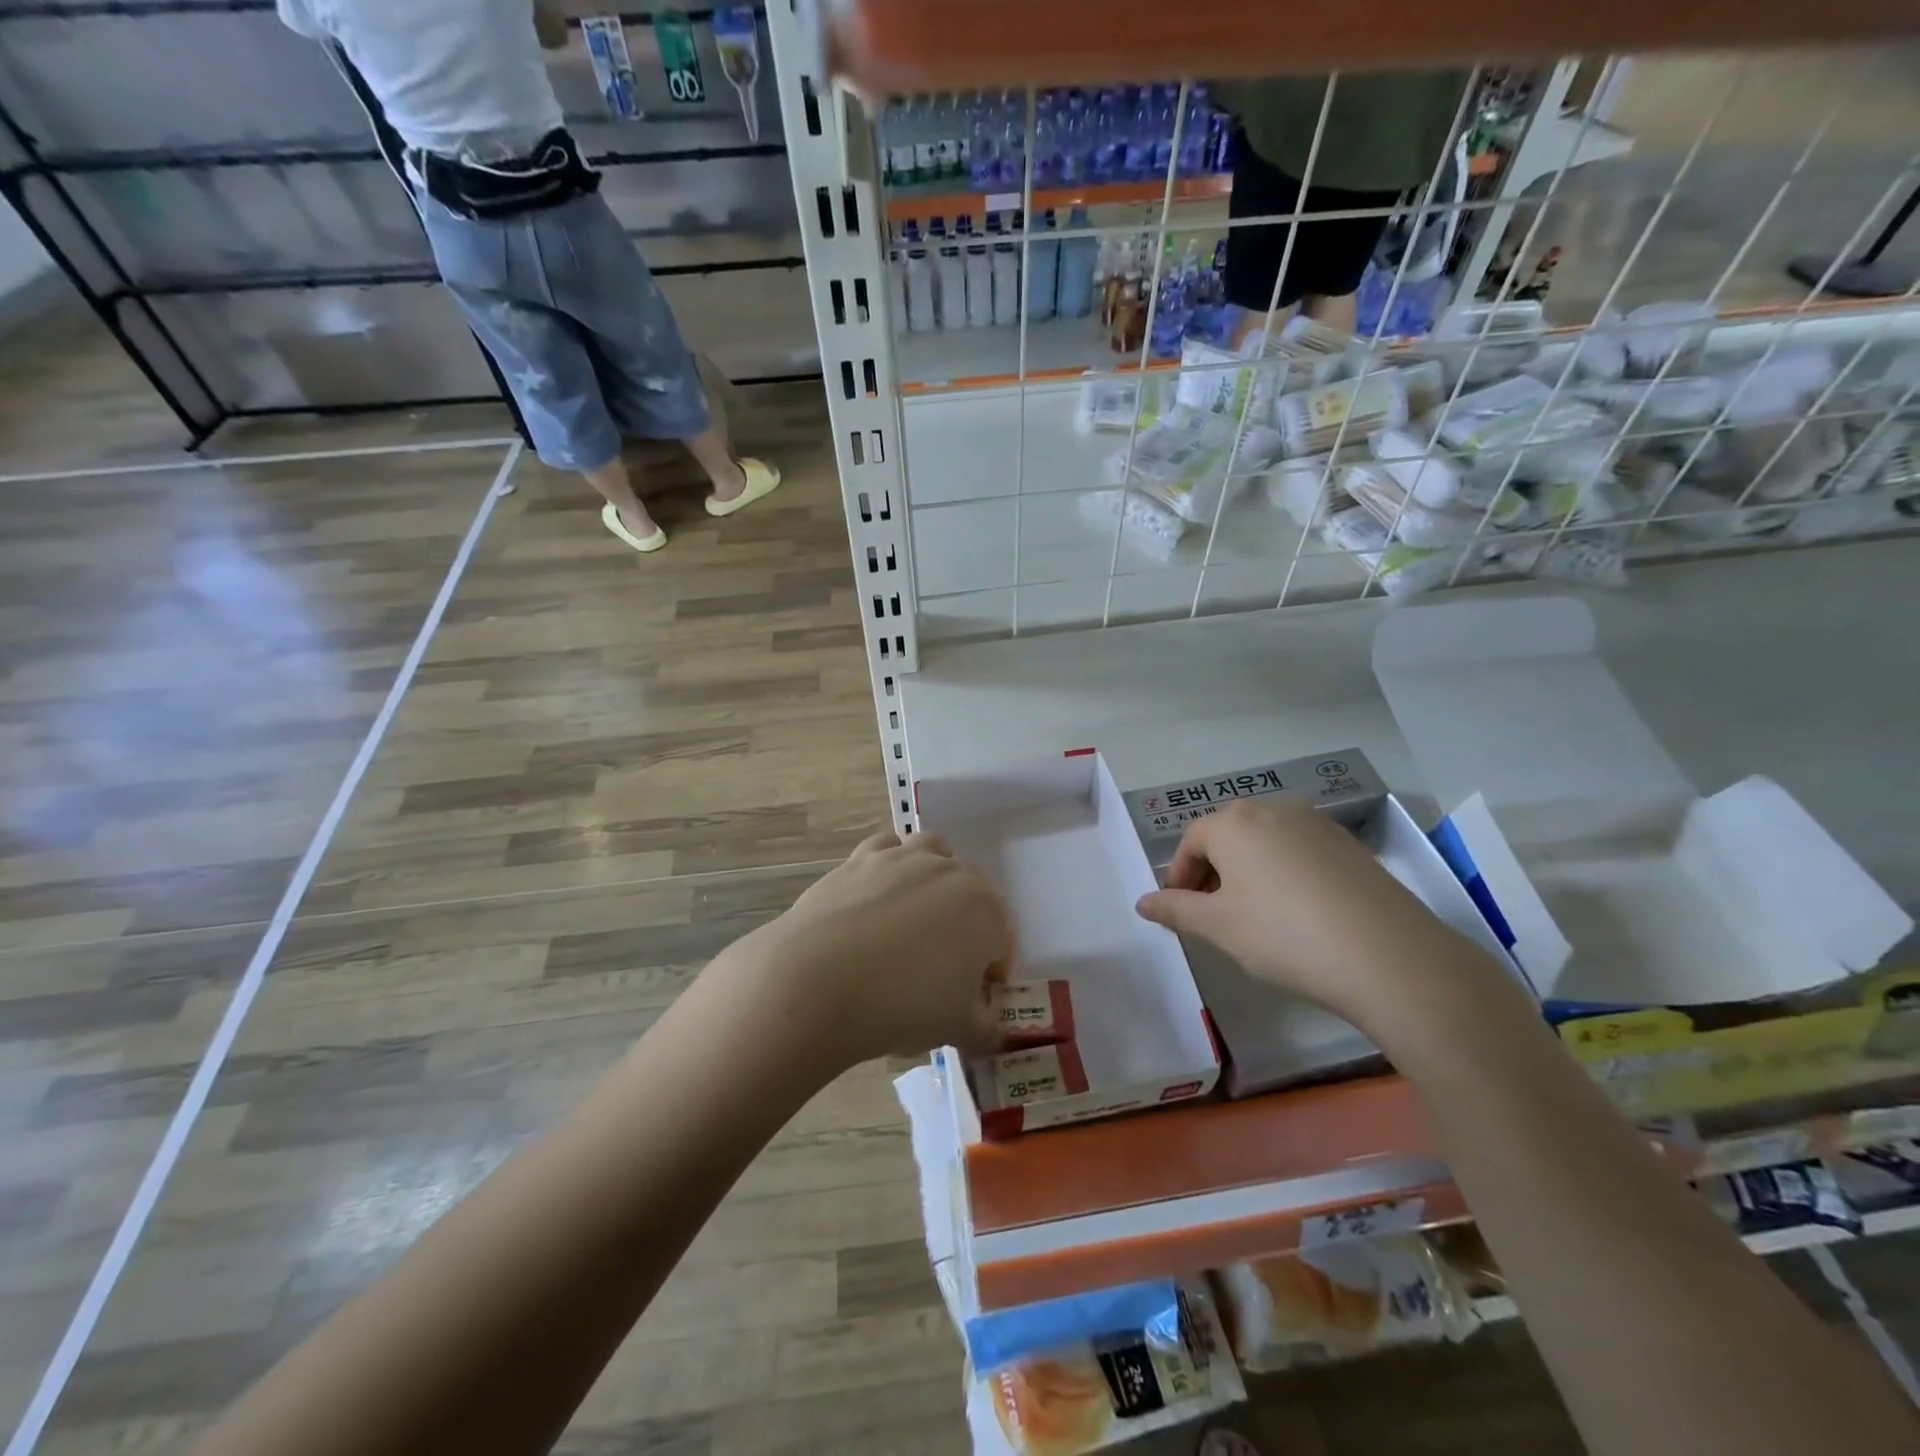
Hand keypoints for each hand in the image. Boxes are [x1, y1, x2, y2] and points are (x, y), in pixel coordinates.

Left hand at [726, 830, 1014, 1068]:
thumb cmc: (901, 1006)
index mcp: (986, 910)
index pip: (1001, 939)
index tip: (970, 1000)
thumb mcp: (958, 1029)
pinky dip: (891, 865)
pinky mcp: (863, 856)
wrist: (817, 981)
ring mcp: (905, 857)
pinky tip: (877, 896)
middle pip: (972, 894)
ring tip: (913, 921)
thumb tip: (988, 1022)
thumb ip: (985, 1024)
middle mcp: (952, 872)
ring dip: (935, 880)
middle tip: (939, 966)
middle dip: (965, 925)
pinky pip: (888, 848)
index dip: (990, 971)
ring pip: (935, 855)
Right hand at [1135, 796, 1499, 1030]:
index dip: (1180, 877)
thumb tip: (1142, 902)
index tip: (1180, 911)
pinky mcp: (1348, 844)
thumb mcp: (1218, 927)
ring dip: (1248, 871)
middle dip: (1213, 872)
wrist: (1388, 956)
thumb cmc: (1283, 935)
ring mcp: (1316, 823)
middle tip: (1213, 914)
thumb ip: (1175, 910)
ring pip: (1264, 842)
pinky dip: (1284, 873)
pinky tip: (1296, 912)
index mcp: (1233, 822)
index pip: (1191, 842)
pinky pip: (1298, 850)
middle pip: (1227, 835)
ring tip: (1254, 915)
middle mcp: (1273, 809)